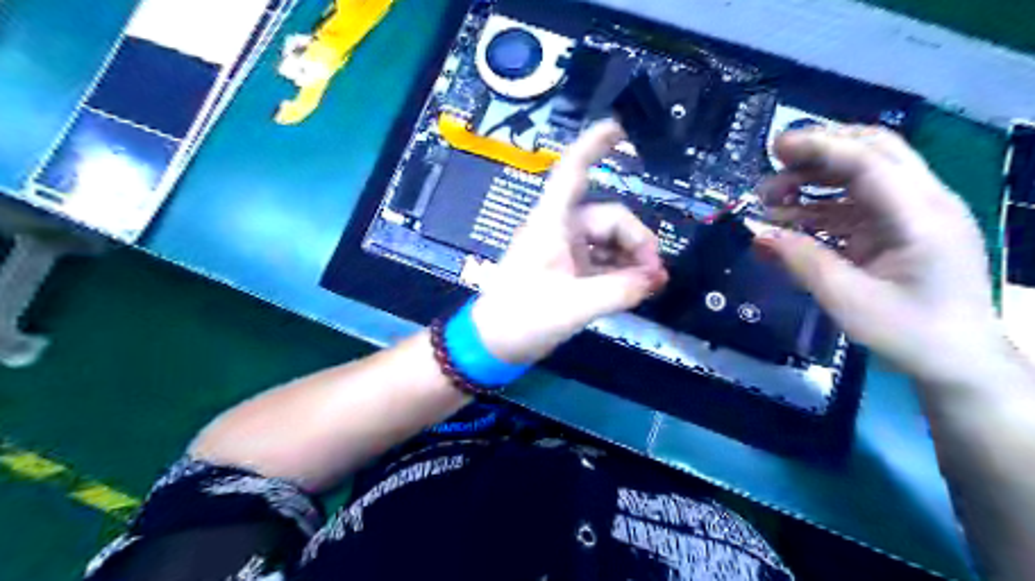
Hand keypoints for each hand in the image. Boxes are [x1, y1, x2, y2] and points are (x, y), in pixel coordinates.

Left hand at [472, 120, 666, 364]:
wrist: (493, 344)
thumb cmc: (523, 317)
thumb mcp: (575, 305)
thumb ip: (619, 290)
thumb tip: (657, 279)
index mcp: (552, 224)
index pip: (572, 173)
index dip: (593, 146)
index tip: (619, 128)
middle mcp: (560, 230)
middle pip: (610, 219)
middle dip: (637, 242)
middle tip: (654, 276)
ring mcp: (564, 251)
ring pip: (609, 242)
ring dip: (631, 259)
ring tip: (647, 286)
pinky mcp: (567, 271)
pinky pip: (602, 262)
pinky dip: (619, 272)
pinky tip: (633, 289)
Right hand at [759, 124, 1003, 388]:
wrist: (958, 362)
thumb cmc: (909, 334)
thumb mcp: (848, 301)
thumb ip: (802, 261)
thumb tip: (757, 233)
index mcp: (922, 216)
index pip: (870, 161)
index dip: (820, 147)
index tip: (776, 147)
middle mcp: (924, 202)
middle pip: (873, 152)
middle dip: (818, 153)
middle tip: (771, 166)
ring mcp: (914, 215)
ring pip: (862, 175)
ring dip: (814, 180)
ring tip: (769, 198)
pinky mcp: (900, 230)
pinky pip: (857, 205)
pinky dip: (821, 206)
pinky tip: (788, 220)